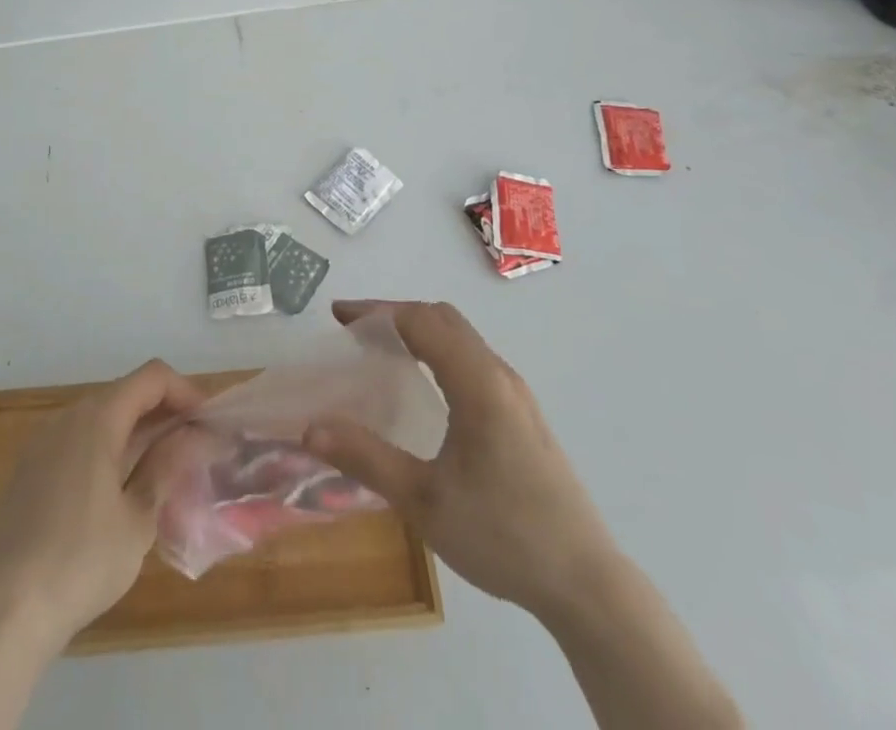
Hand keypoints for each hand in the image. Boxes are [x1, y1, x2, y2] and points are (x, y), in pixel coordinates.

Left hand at [0, 359, 205, 647]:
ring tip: (162, 467)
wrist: (6, 610)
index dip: (185, 391)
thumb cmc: (81, 561)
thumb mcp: (138, 520)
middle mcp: (69, 416)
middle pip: (126, 393)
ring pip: (101, 417)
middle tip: (192, 446)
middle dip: (163, 412)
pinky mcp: (30, 468)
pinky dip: (107, 448)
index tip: (208, 422)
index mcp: (98, 418)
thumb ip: (167, 468)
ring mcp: (44, 441)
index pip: (152, 377)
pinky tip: (118, 488)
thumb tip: (192, 437)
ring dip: (135, 431)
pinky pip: (78, 440)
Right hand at [304, 300, 619, 623]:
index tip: (338, 317)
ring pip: (461, 337)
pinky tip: (423, 386)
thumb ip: (366, 458)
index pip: (421, 321)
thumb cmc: (503, 535)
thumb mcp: (424, 502)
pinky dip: (438, 351)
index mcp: (478, 382)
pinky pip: (473, 358)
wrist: (586, 584)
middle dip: (395, 314)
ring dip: (419, 331)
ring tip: (380, 352)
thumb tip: (309, 428)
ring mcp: (516, 393)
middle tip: (354, 332)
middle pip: (442, 318)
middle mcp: (499, 374)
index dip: (376, 312)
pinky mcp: (523, 414)